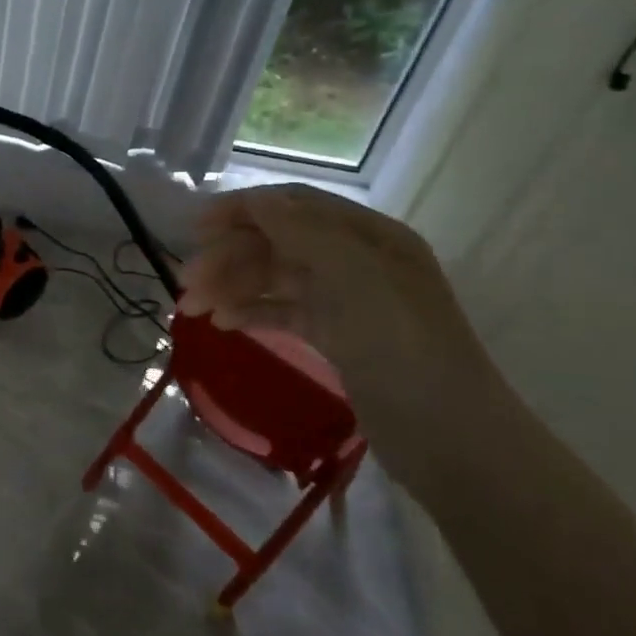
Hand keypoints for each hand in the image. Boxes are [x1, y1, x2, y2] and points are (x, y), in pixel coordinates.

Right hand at [179, 186, 502, 478]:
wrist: (449, 437)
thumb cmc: (403, 347)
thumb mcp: (355, 278)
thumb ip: (304, 233)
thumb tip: (257, 199)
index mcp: (369, 236)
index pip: (293, 205)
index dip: (242, 210)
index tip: (195, 230)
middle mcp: (356, 260)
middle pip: (277, 242)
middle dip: (229, 257)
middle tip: (185, 284)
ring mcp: (346, 300)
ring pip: (274, 279)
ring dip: (231, 287)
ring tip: (193, 310)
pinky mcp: (336, 337)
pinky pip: (282, 311)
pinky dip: (251, 312)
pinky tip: (223, 324)